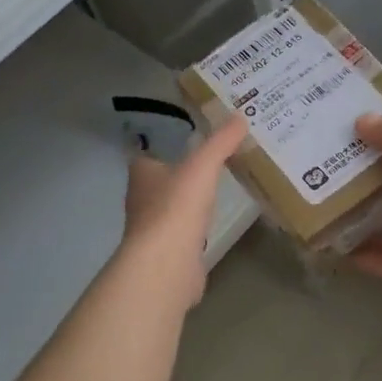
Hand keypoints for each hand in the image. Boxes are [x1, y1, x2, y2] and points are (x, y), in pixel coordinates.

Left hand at [118, 115, 246, 304]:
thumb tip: (240, 116)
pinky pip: (182, 232)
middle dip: (179, 171)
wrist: (167, 264)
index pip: (147, 153)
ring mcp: (153, 228)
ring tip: (214, 188)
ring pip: (171, 206)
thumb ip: (221, 142)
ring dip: (187, 199)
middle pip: (159, 180)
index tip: (187, 137)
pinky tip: (211, 223)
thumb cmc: (177, 207)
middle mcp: (141, 199)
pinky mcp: (167, 252)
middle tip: (208, 159)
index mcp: (142, 173)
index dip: (164, 144)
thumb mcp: (203, 166)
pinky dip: (194, 226)